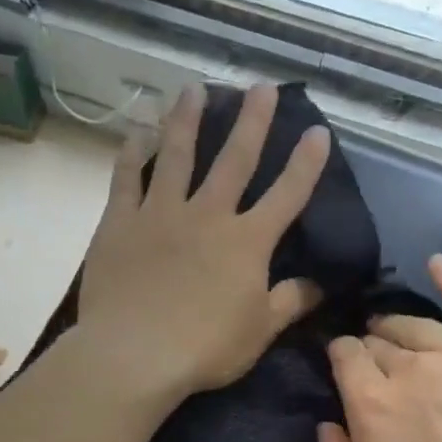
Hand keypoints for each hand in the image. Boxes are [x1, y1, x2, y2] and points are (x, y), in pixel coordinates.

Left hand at [76, 83, 329, 401]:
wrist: (134, 355)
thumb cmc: (205, 348)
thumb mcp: (260, 331)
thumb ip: (290, 302)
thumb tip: (320, 284)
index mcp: (247, 241)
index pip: (287, 195)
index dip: (306, 163)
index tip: (318, 132)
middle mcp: (208, 215)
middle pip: (234, 159)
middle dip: (252, 121)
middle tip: (260, 87)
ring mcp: (161, 213)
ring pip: (177, 155)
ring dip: (188, 119)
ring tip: (195, 88)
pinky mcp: (121, 222)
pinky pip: (127, 177)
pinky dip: (133, 151)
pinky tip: (138, 129)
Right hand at [316, 256, 441, 441]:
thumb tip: (326, 426)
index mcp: (372, 405)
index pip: (345, 358)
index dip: (340, 358)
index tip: (343, 368)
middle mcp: (411, 368)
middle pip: (378, 340)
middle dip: (368, 346)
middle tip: (373, 364)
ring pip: (416, 324)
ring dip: (397, 324)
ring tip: (392, 330)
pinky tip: (438, 264)